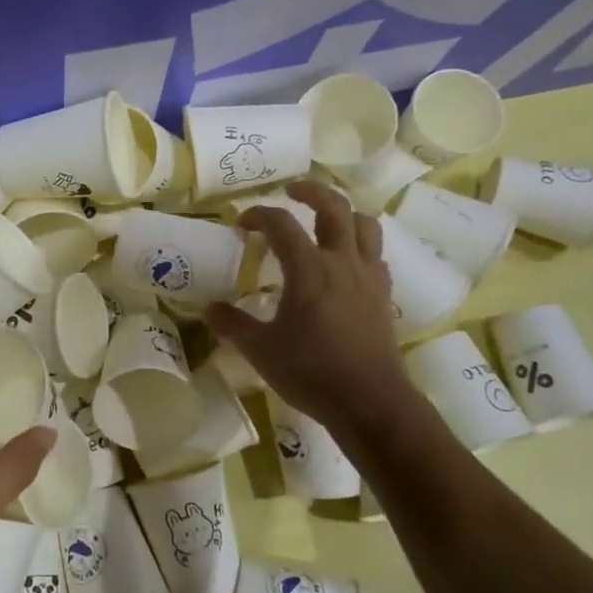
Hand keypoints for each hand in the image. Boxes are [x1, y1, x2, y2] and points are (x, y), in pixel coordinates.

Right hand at [207, 180, 420, 443]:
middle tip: (292, 191)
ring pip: (365, 225)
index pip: (282, 224)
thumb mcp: (261, 350)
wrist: (370, 401)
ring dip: (344, 214)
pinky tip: (346, 263)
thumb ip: (233, 324)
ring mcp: (368, 277)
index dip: (259, 215)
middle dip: (311, 191)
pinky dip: (360, 247)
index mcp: (309, 269)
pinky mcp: (383, 295)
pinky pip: (375, 255)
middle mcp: (342, 262)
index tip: (242, 224)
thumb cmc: (311, 372)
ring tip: (326, 221)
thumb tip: (209, 309)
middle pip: (334, 207)